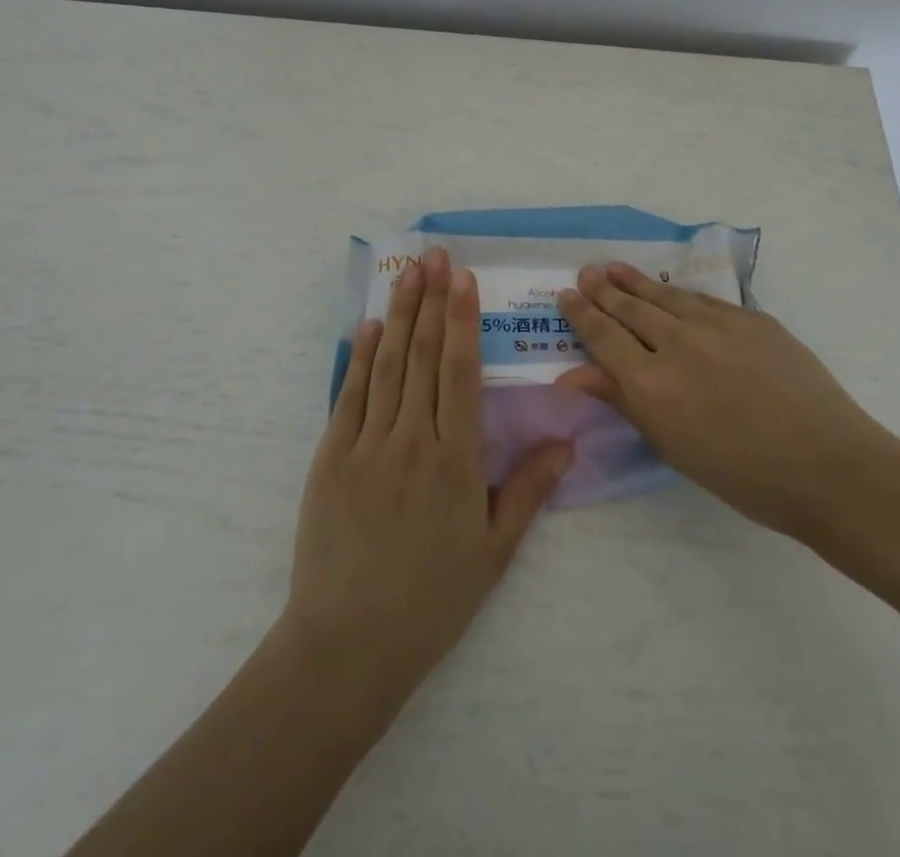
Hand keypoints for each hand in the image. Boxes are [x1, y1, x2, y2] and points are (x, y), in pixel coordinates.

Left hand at [286, 247, 573, 702]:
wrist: (348, 644)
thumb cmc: (431, 599)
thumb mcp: (493, 552)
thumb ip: (529, 490)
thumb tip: (567, 441)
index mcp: (455, 459)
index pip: (460, 371)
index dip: (462, 320)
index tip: (463, 279)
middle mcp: (411, 439)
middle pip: (424, 355)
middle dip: (430, 300)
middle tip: (435, 255)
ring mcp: (367, 445)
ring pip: (387, 365)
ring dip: (398, 314)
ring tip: (407, 273)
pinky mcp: (332, 458)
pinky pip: (351, 396)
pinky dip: (361, 357)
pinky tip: (370, 326)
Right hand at [556, 262, 899, 546]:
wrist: (828, 466)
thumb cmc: (743, 475)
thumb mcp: (673, 446)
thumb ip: (623, 401)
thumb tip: (573, 376)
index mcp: (652, 384)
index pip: (604, 338)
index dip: (582, 315)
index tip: (565, 296)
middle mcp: (678, 344)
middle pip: (630, 309)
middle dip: (603, 290)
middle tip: (585, 273)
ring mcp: (717, 325)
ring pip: (665, 296)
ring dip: (635, 282)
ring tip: (613, 268)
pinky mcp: (751, 318)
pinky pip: (703, 300)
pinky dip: (678, 294)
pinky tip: (670, 290)